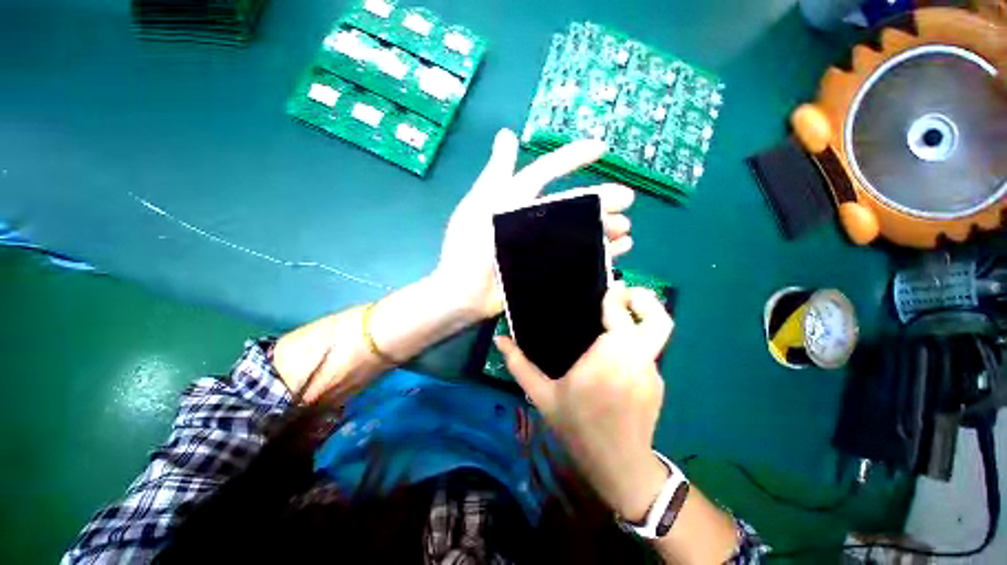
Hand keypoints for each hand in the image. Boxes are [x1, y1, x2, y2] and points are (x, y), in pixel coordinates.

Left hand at [434, 128, 634, 319]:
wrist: (464, 294)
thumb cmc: (468, 248)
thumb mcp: (480, 206)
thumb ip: (497, 175)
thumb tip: (506, 134)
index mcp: (516, 202)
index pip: (547, 173)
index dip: (572, 159)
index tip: (601, 148)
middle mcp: (532, 221)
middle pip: (571, 205)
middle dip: (599, 200)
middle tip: (627, 199)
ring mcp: (541, 247)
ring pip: (578, 231)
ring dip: (603, 227)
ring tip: (626, 227)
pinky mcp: (546, 269)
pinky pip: (577, 258)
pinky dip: (599, 254)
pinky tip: (619, 250)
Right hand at [495, 283, 673, 519]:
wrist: (618, 466)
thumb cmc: (578, 428)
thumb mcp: (542, 396)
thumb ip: (520, 365)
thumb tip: (499, 340)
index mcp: (609, 358)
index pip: (621, 316)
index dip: (616, 298)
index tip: (607, 288)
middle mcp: (637, 359)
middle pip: (659, 320)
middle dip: (645, 300)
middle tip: (624, 293)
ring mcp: (652, 372)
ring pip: (656, 334)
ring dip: (640, 318)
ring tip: (617, 317)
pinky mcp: (657, 382)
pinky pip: (648, 351)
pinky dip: (636, 342)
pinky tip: (614, 353)